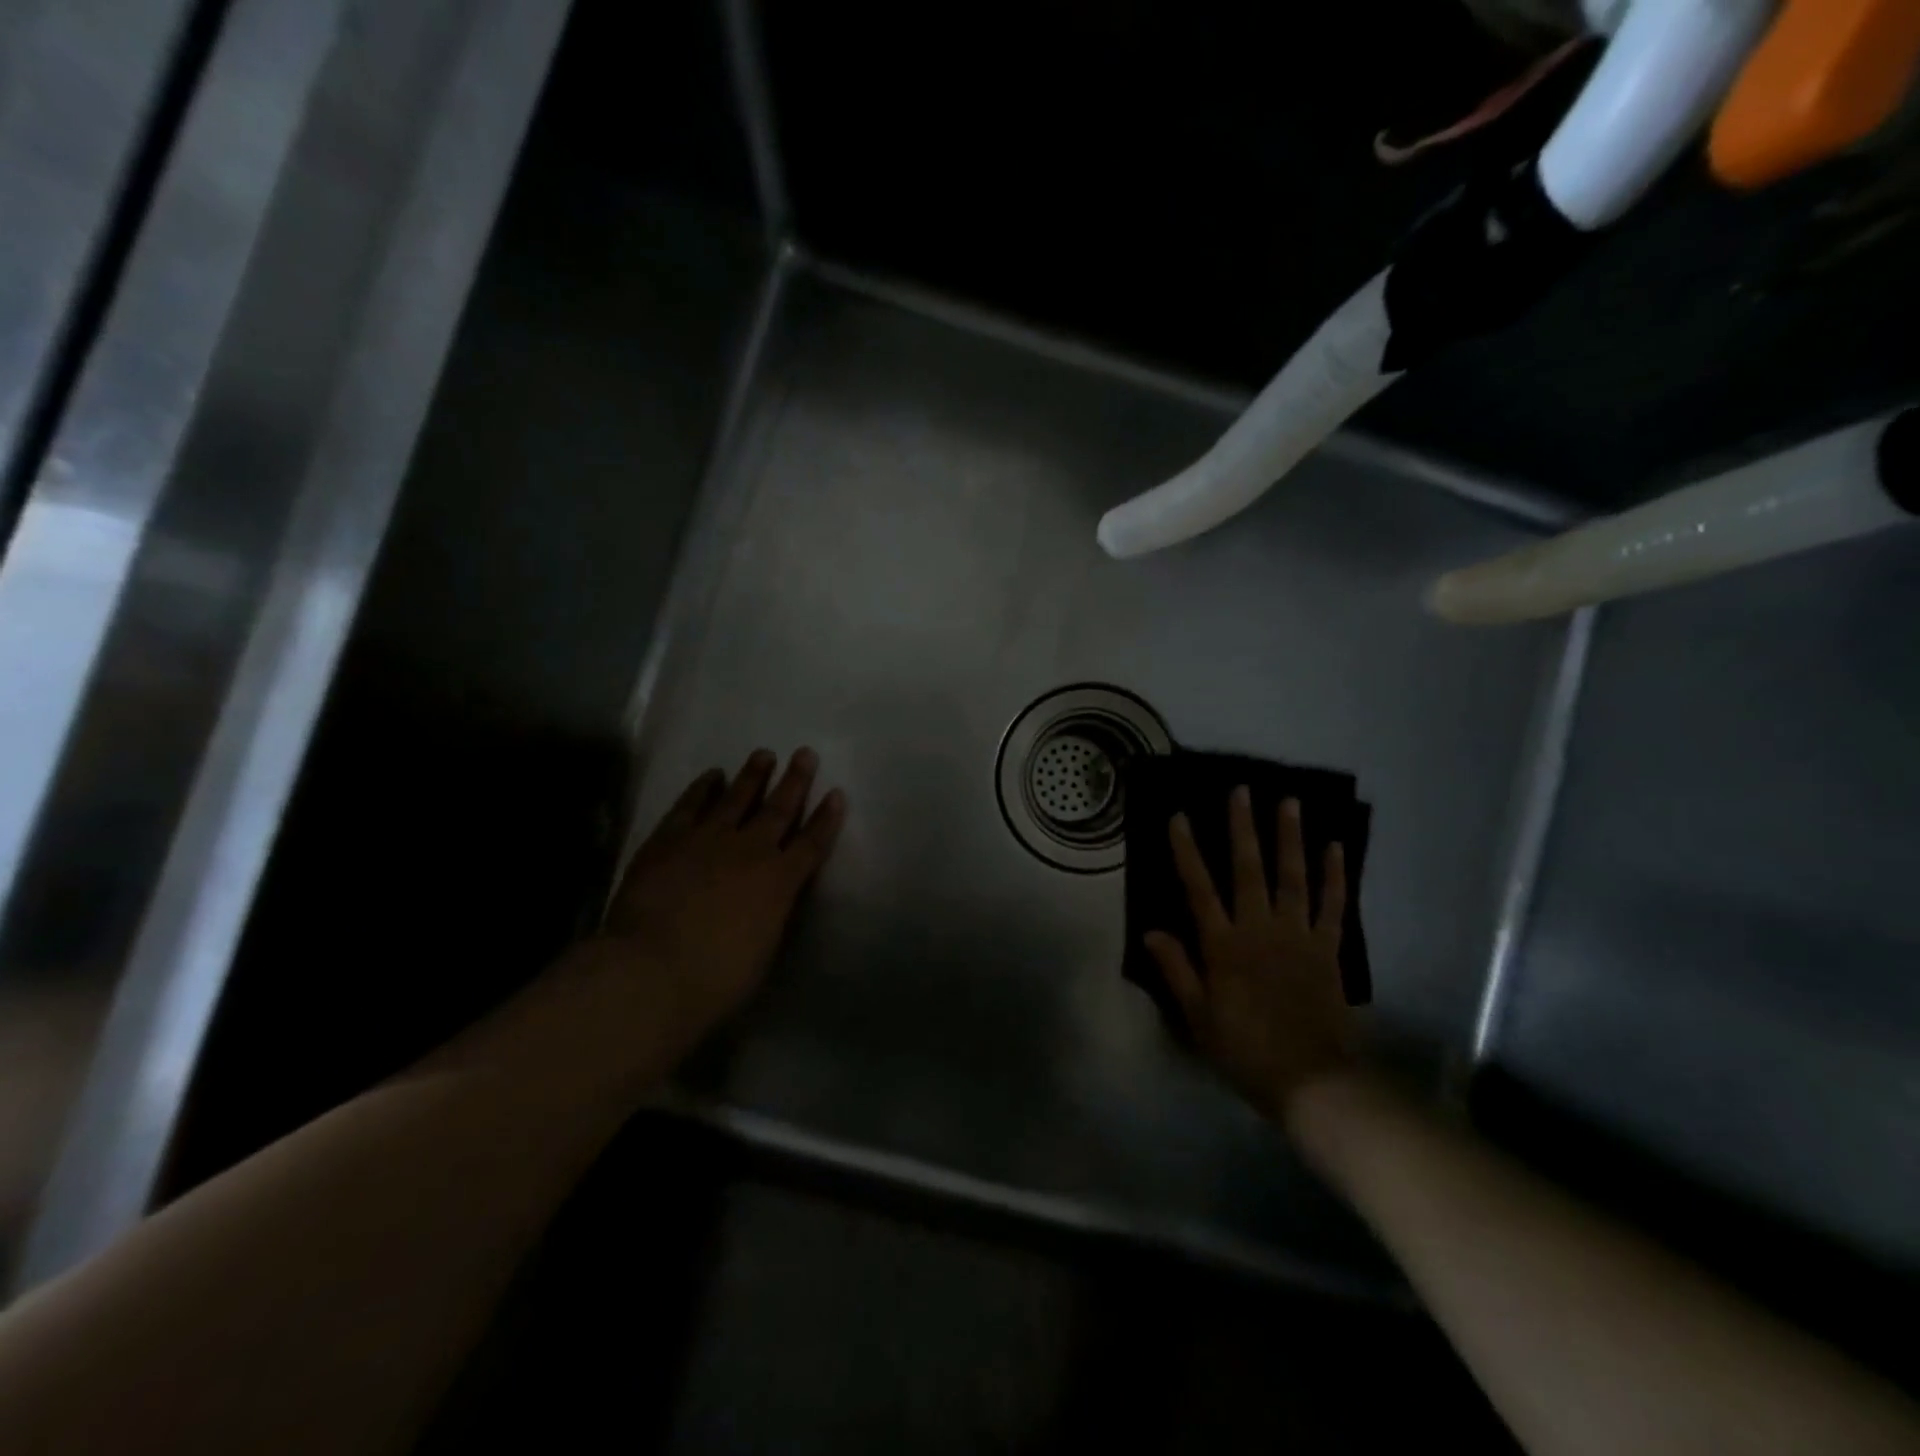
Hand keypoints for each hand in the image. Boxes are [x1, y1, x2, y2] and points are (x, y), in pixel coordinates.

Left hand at [589, 748, 844, 1051]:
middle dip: (795, 781)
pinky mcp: (669, 839)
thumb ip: (772, 915)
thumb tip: (772, 898)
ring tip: (763, 754)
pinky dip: (702, 788)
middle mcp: (750, 851)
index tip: (836, 794)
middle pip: (779, 809)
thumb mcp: (763, 950)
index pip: (811, 844)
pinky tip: (711, 775)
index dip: (826, 819)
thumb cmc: (716, 978)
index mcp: (779, 882)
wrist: (652, 969)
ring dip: (752, 775)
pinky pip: (691, 805)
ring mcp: (708, 840)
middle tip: (805, 754)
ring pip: (737, 798)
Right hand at [1144, 789, 1355, 1123]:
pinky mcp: (1328, 948)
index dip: (1186, 850)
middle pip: (1249, 870)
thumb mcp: (1197, 1017)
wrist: (1312, 1081)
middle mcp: (1259, 929)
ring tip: (1289, 802)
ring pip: (1293, 877)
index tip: (1179, 816)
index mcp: (1223, 946)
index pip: (1199, 888)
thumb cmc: (1245, 1050)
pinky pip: (1333, 905)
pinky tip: (1336, 847)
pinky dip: (1335, 875)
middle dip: (1243, 828)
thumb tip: (1150, 930)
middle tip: (1242, 790)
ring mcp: (1298, 935)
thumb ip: (1176, 970)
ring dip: (1290, 837)